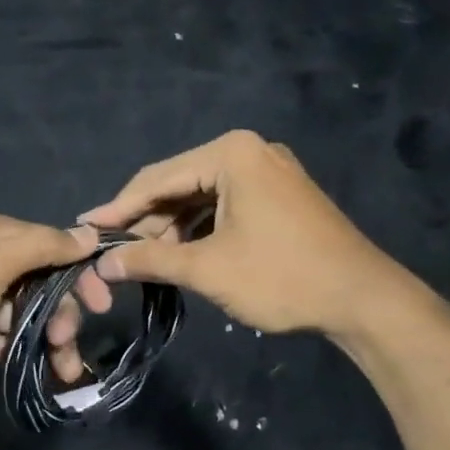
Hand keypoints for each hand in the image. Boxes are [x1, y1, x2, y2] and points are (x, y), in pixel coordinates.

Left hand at [0, 212, 110, 403]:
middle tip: (67, 341)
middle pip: (46, 285)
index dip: (80, 273)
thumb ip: (43, 247)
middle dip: (64, 313)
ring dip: (52, 341)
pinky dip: (28, 354)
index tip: (102, 302)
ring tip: (63, 371)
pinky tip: (44, 373)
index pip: (52, 246)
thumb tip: (89, 234)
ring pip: (32, 317)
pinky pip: (11, 341)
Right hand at [81, 130, 404, 337]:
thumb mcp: (208, 269)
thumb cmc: (282, 277)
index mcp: (230, 153)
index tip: (85, 228)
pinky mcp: (279, 194)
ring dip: (172, 229)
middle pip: (179, 184)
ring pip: (201, 197)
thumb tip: (103, 264)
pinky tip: (181, 254)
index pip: (157, 178)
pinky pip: (225, 205)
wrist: (364, 299)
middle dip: (147, 222)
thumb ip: (150, 261)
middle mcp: (248, 150)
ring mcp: (268, 171)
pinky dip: (200, 229)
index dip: (118, 208)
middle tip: (113, 253)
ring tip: (144, 262)